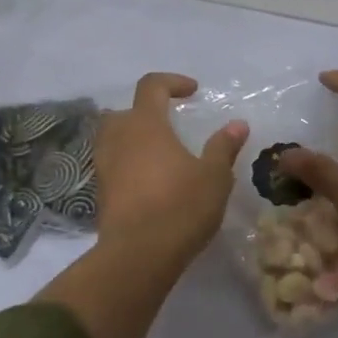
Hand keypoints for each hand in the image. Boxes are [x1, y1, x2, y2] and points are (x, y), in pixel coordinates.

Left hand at [94, 73, 249, 259]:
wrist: (138, 255)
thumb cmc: (180, 206)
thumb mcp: (214, 176)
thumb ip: (223, 147)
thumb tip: (237, 124)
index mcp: (145, 124)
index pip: (151, 86)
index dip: (172, 82)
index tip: (193, 91)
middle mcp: (118, 138)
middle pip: (126, 111)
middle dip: (147, 111)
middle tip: (171, 124)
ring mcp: (104, 165)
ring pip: (114, 138)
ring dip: (135, 138)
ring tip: (161, 154)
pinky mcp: (100, 192)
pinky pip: (113, 164)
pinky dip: (129, 164)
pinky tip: (150, 182)